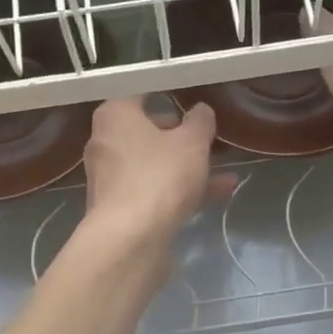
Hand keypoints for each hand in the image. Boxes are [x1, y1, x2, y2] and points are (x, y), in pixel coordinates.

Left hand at [81, 97, 235, 246]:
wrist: (130, 239)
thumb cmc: (159, 176)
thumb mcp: (191, 142)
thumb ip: (200, 121)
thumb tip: (200, 111)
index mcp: (115, 116)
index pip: (140, 94)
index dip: (168, 93)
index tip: (192, 98)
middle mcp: (106, 143)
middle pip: (147, 131)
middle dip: (180, 136)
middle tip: (209, 137)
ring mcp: (112, 179)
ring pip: (155, 164)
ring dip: (188, 166)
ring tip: (225, 168)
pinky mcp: (122, 209)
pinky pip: (156, 190)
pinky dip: (182, 190)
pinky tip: (219, 194)